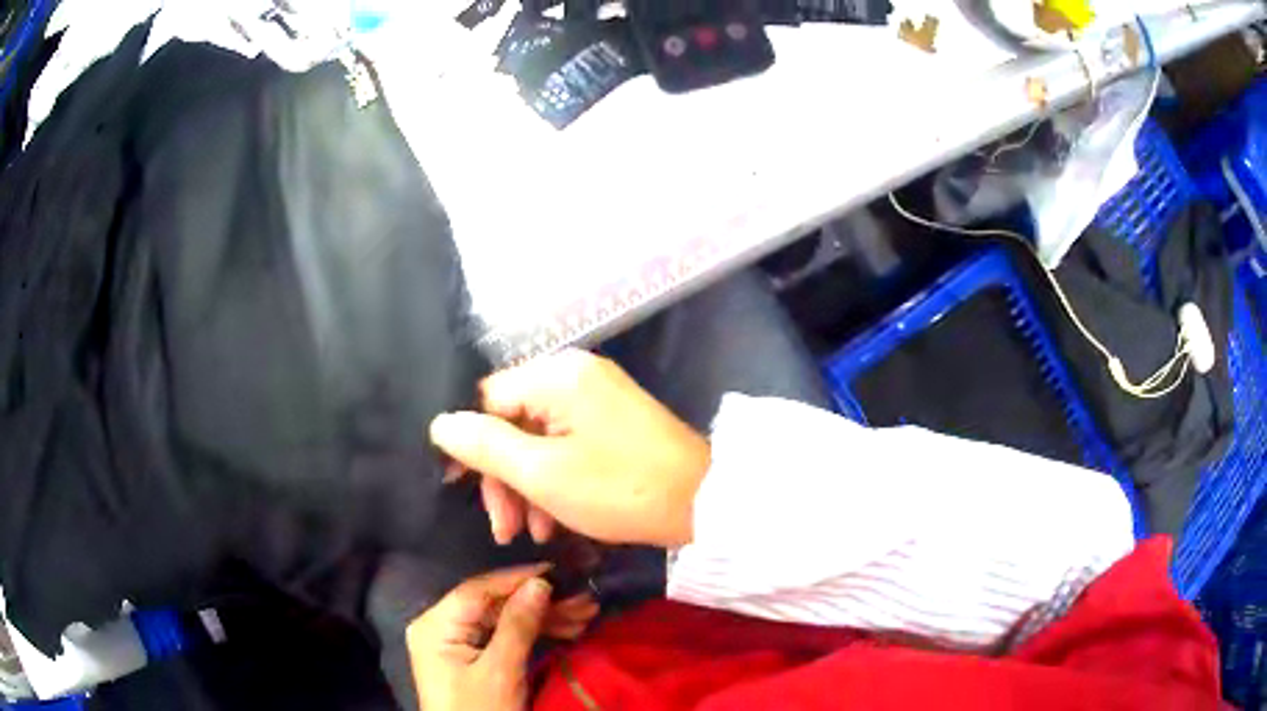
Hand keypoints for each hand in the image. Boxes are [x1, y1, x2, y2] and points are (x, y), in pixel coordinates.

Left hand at [407, 564, 598, 710]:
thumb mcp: (501, 671)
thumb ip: (518, 625)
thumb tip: (540, 583)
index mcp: (435, 625)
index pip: (478, 590)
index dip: (519, 579)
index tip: (558, 572)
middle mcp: (441, 626)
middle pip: (495, 605)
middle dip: (540, 603)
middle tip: (583, 599)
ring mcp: (456, 643)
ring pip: (503, 620)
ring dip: (544, 618)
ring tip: (585, 614)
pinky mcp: (472, 658)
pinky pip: (503, 637)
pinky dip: (534, 634)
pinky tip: (567, 630)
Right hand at [430, 349, 709, 547]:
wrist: (704, 503)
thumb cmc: (619, 489)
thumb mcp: (542, 473)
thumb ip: (485, 446)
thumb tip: (440, 423)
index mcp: (556, 374)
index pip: (486, 400)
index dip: (470, 446)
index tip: (462, 492)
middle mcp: (574, 373)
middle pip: (512, 421)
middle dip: (503, 479)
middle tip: (504, 529)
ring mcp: (597, 395)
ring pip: (537, 438)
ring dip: (527, 487)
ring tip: (531, 534)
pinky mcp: (613, 420)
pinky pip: (566, 443)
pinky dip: (554, 480)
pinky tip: (554, 522)